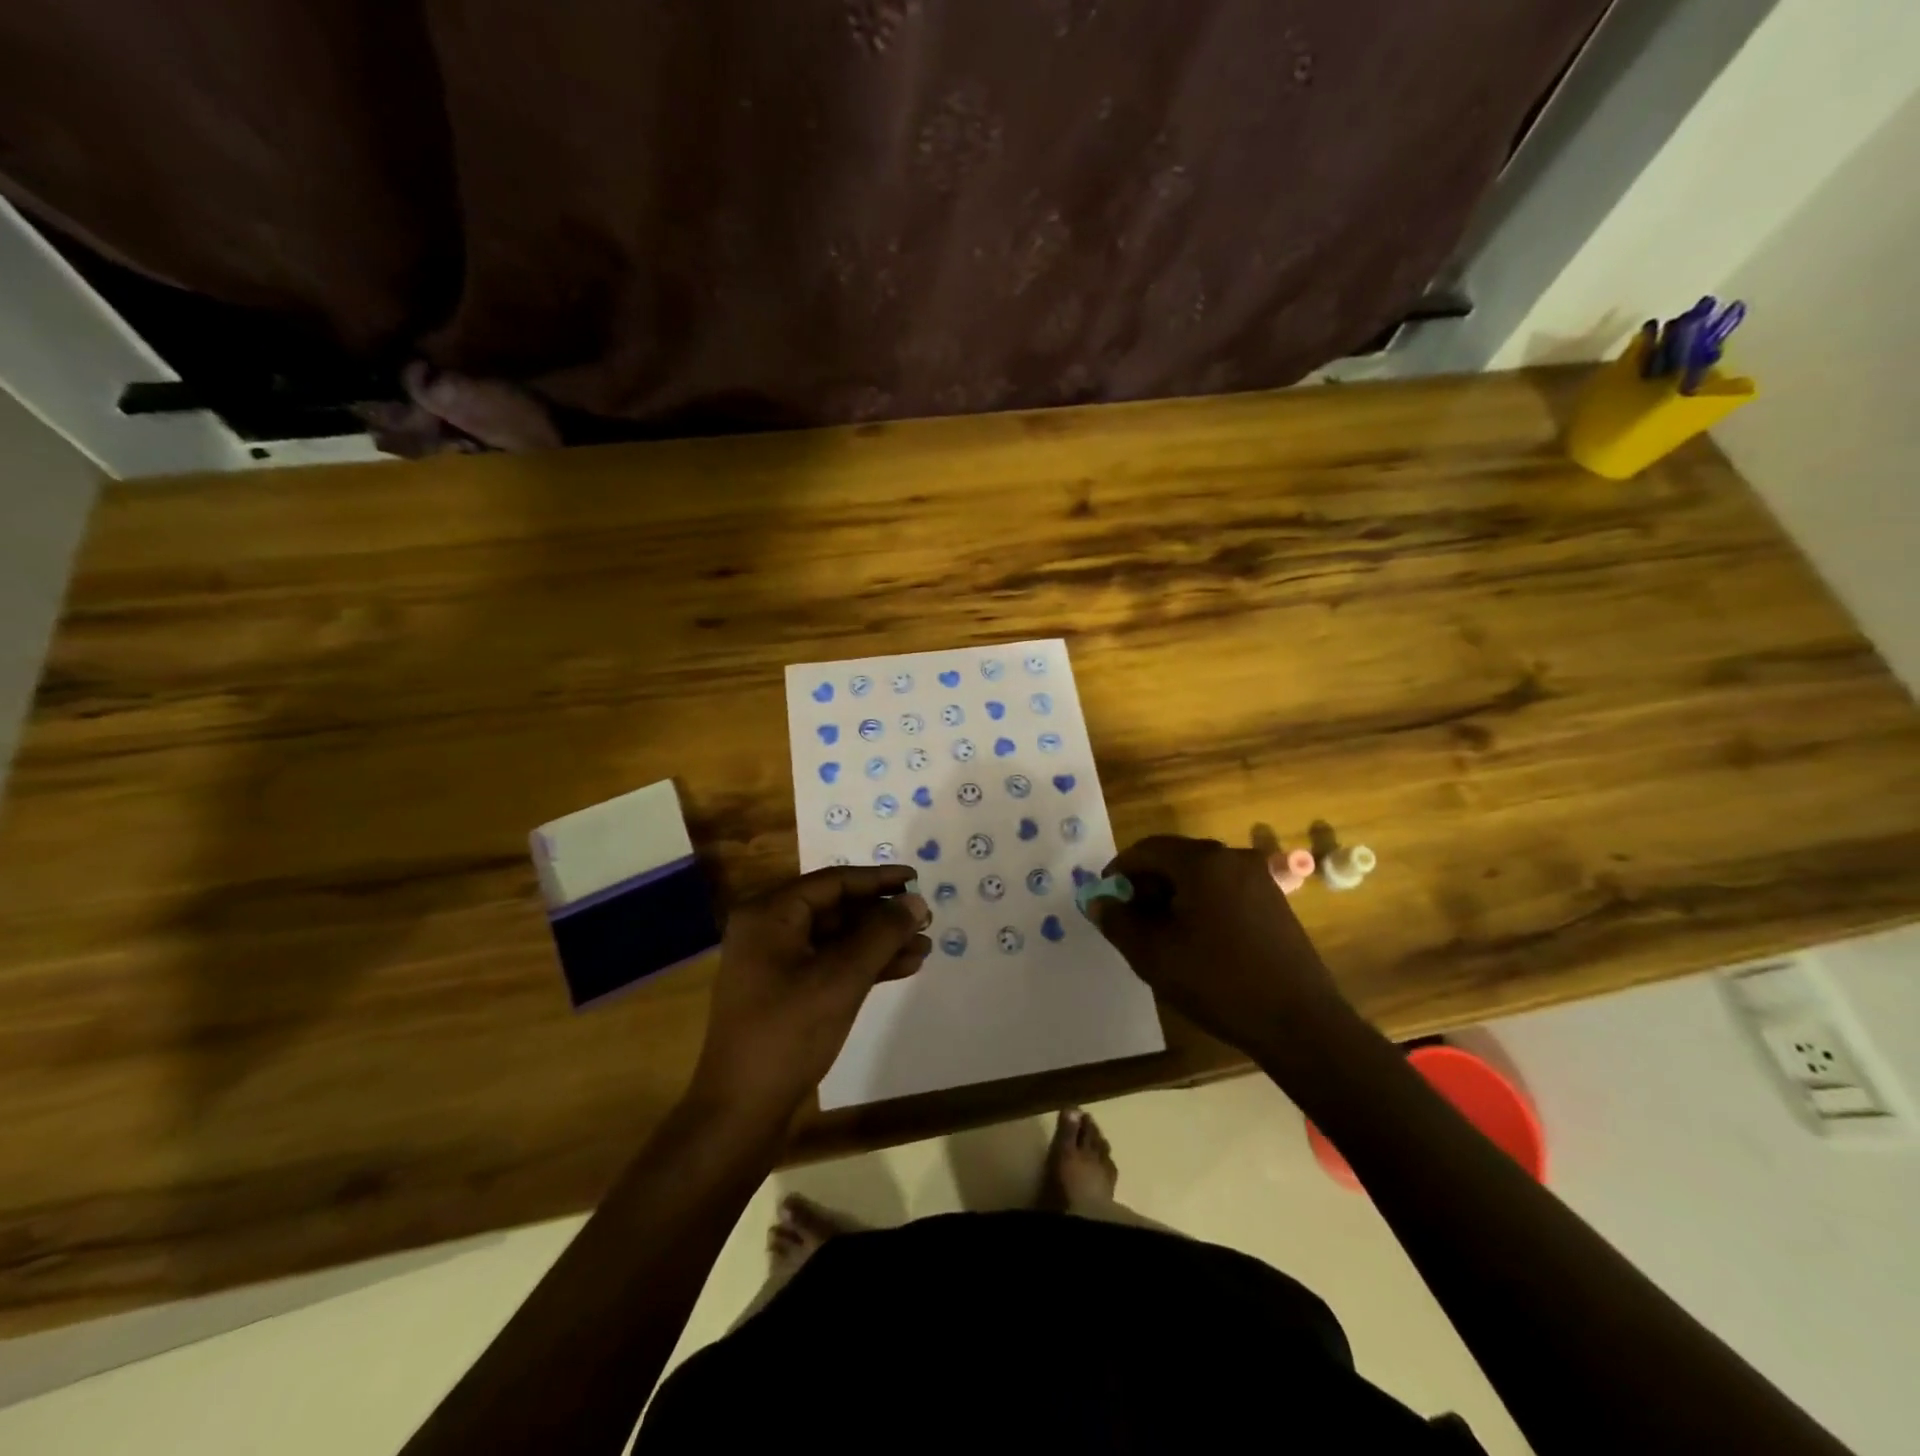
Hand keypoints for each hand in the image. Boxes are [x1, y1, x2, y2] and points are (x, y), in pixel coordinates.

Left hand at [692, 865, 930, 1118]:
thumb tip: (916, 902)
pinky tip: (902, 968)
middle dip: (882, 915)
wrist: (741, 1112)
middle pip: (836, 909)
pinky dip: (864, 965)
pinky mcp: (785, 993)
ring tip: (924, 947)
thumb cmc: (788, 1034)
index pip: (833, 882)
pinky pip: (830, 965)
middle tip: (926, 920)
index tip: (917, 880)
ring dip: (879, 942)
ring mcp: (775, 964)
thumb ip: (881, 934)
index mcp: (770, 915)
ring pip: (837, 939)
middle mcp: (768, 930)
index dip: (878, 880)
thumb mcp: (841, 979)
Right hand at [1088, 836, 1348, 1055]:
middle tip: (1130, 920)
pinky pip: (1223, 890)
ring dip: (1173, 895)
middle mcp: (1232, 858)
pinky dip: (1200, 904)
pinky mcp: (1274, 902)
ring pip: (1200, 875)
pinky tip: (1196, 940)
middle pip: (1174, 858)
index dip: (1119, 871)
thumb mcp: (1153, 955)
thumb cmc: (1218, 982)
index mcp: (1202, 862)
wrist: (1300, 1022)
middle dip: (1146, 884)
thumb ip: (1118, 922)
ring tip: (1160, 934)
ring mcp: (1258, 879)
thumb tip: (1099, 902)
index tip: (1106, 900)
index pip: (1146, 850)